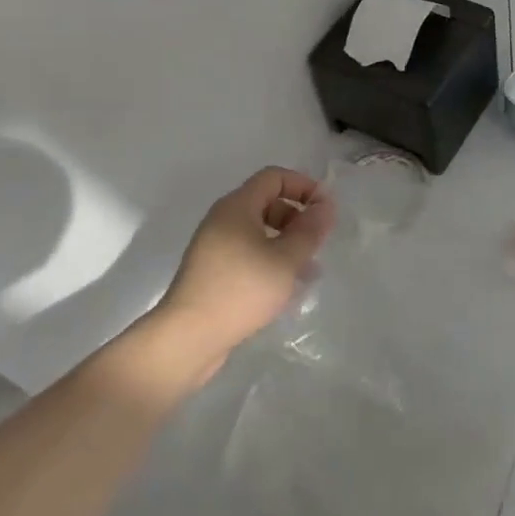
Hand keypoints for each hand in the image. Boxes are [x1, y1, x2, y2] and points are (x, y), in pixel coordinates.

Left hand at [161, 167, 335, 360]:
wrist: (188, 338)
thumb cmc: (241, 290)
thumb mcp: (286, 259)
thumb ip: (310, 230)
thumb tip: (325, 205)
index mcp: (237, 207)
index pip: (274, 177)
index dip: (304, 186)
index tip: (326, 209)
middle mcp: (223, 220)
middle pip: (267, 203)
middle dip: (298, 217)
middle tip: (319, 242)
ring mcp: (215, 247)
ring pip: (260, 232)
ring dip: (288, 243)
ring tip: (310, 270)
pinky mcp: (214, 272)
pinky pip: (249, 254)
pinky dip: (271, 261)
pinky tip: (287, 287)